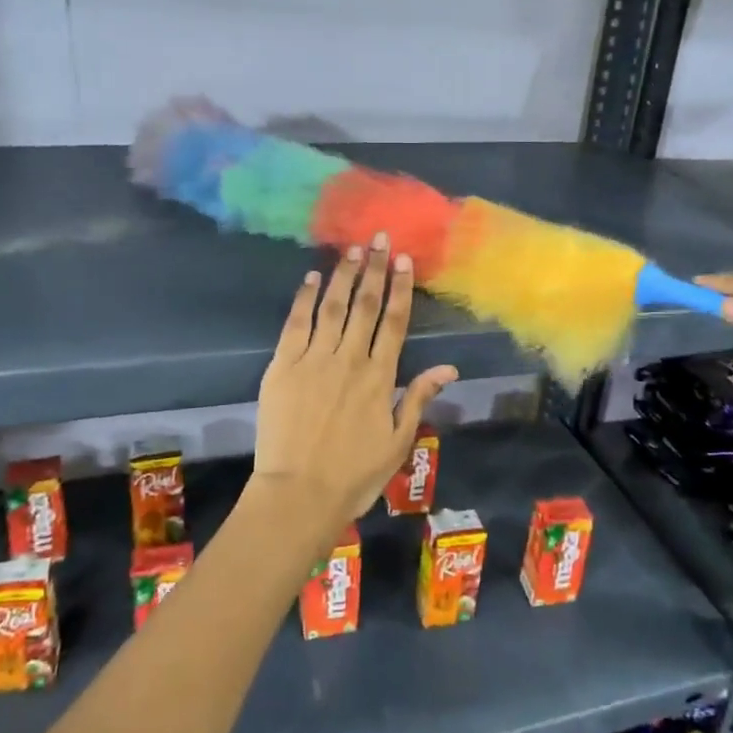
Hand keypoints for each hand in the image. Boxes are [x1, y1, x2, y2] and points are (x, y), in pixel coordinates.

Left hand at [251, 234, 458, 544]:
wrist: (299, 494)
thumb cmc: (354, 474)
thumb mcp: (398, 442)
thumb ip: (419, 398)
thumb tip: (449, 368)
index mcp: (380, 377)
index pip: (395, 322)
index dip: (401, 288)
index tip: (404, 260)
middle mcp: (350, 359)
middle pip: (366, 305)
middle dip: (374, 269)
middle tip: (378, 238)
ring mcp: (314, 359)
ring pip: (332, 307)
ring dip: (343, 275)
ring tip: (352, 250)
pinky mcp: (283, 366)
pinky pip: (296, 324)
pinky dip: (304, 299)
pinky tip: (311, 278)